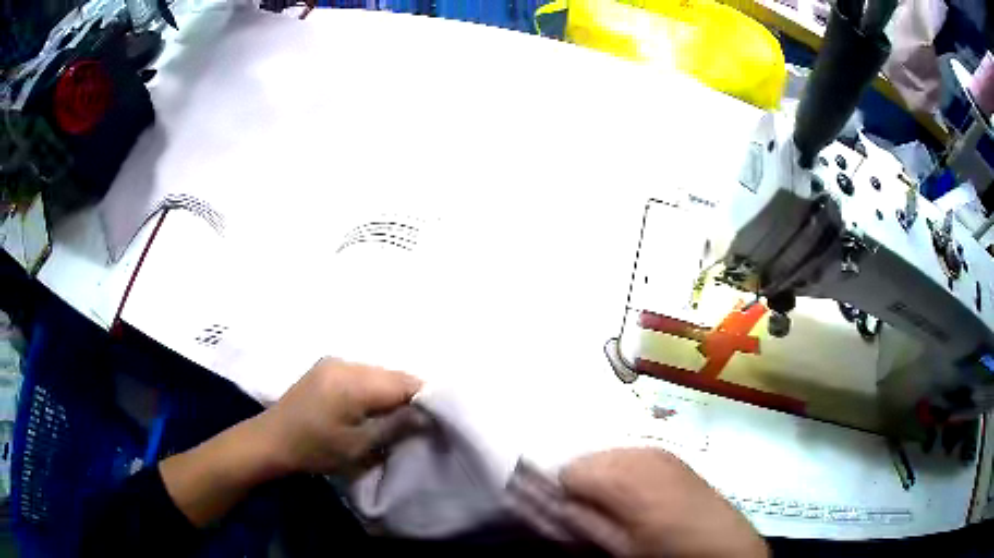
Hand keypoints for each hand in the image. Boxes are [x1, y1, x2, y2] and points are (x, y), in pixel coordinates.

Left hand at [256, 358, 423, 474]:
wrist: (271, 440)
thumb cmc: (315, 450)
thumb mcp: (359, 446)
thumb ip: (396, 426)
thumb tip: (427, 414)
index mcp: (353, 382)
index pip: (404, 382)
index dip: (425, 398)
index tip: (436, 419)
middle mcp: (345, 363)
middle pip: (392, 374)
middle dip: (409, 395)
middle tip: (417, 421)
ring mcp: (334, 361)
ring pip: (378, 372)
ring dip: (390, 391)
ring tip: (394, 416)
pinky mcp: (326, 366)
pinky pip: (362, 372)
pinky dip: (373, 388)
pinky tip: (371, 407)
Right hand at [559, 448, 767, 557]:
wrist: (720, 542)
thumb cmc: (665, 549)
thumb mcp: (617, 546)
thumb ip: (582, 522)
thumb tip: (557, 505)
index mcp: (622, 477)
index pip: (568, 470)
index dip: (563, 494)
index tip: (570, 513)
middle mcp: (638, 453)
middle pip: (588, 458)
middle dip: (584, 483)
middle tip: (594, 512)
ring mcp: (657, 450)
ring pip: (609, 455)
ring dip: (604, 477)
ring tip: (619, 506)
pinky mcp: (670, 454)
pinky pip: (631, 455)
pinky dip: (624, 471)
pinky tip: (639, 496)